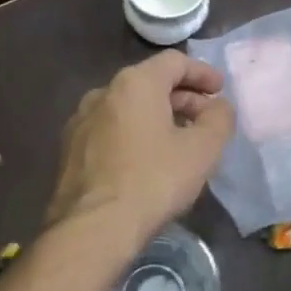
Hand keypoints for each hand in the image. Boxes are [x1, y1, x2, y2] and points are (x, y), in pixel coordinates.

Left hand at [46, 51, 236, 247]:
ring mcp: (80, 121)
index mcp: (135, 83)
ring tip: (178, 141)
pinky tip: (146, 161)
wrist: (92, 229)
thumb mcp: (203, 150)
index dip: (202, 73)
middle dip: (182, 97)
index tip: (220, 90)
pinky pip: (110, 130)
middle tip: (205, 119)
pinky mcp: (70, 151)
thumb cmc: (153, 180)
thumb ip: (219, 119)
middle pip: (150, 83)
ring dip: (157, 117)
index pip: (174, 62)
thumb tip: (219, 106)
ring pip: (128, 108)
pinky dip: (134, 134)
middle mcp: (103, 93)